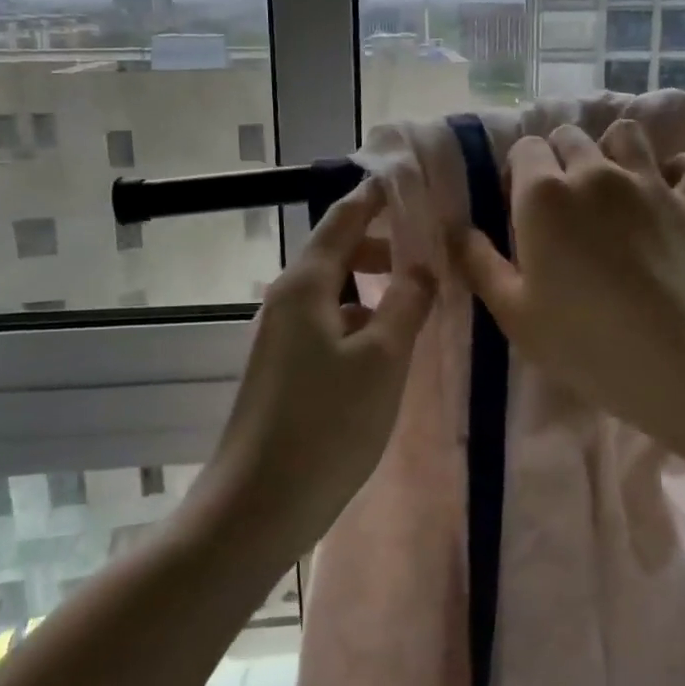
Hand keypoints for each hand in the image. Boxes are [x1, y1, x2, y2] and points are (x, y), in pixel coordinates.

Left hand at [203, 177, 434, 552]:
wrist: (255, 507)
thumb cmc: (326, 425)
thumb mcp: (382, 359)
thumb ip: (406, 304)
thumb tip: (422, 266)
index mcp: (305, 285)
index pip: (342, 219)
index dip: (374, 197)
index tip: (405, 178)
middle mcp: (286, 301)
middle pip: (337, 252)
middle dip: (381, 243)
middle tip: (429, 246)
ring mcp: (281, 337)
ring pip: (335, 292)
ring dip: (373, 285)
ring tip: (419, 296)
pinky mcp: (283, 370)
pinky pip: (329, 324)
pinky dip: (361, 319)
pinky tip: (388, 345)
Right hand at [451, 120, 684, 456]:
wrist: (677, 361)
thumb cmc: (582, 341)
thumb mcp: (512, 311)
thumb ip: (479, 262)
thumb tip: (458, 229)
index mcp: (544, 194)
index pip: (524, 149)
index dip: (519, 173)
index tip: (522, 208)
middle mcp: (595, 172)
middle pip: (570, 136)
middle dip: (560, 157)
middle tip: (563, 202)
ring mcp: (649, 183)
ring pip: (626, 133)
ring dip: (614, 150)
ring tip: (613, 184)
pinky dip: (683, 169)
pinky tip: (674, 189)